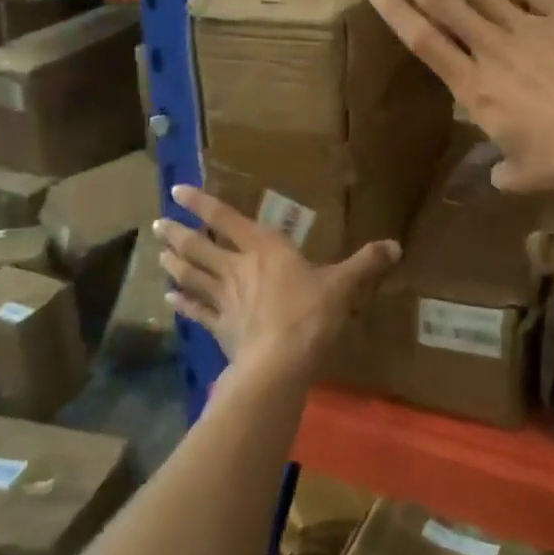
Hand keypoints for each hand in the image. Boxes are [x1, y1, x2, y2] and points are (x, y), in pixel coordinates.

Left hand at [155, 185, 399, 381]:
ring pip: (194, 276)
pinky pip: (198, 313)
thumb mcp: (343, 285)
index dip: (201, 203)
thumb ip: (366, 264)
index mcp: (265, 249)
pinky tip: (169, 299)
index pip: (227, 219)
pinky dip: (183, 304)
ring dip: (176, 264)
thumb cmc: (310, 315)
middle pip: (201, 247)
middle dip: (179, 234)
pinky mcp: (221, 329)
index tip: (176, 190)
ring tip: (159, 253)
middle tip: (157, 224)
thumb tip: (396, 245)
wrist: (280, 364)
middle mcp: (238, 269)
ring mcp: (225, 300)